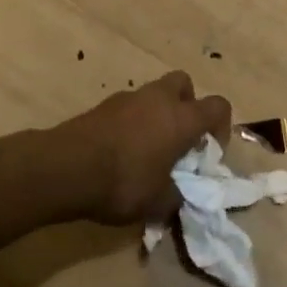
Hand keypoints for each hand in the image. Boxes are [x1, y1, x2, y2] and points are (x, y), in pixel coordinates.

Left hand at [55, 71, 231, 224]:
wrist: (65, 168)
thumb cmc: (123, 182)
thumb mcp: (158, 202)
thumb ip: (177, 197)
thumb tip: (180, 196)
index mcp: (182, 118)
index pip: (218, 105)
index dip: (221, 126)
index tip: (210, 151)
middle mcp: (159, 99)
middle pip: (184, 84)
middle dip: (187, 105)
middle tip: (180, 137)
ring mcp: (128, 98)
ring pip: (153, 95)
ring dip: (157, 115)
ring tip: (147, 150)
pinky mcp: (102, 106)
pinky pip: (128, 108)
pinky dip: (131, 123)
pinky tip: (121, 153)